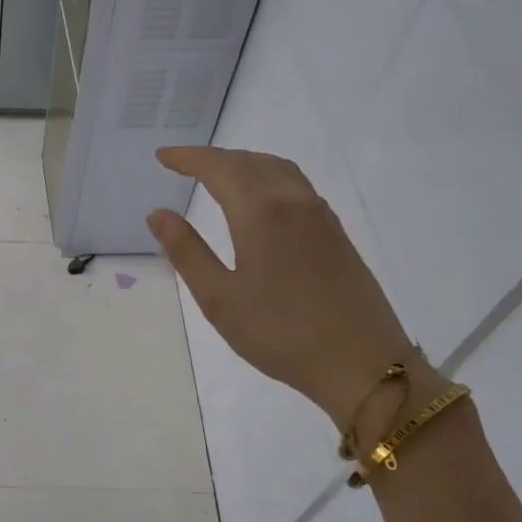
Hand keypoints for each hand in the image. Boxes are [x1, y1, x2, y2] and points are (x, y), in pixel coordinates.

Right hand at [147, 146, 414, 427]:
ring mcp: (320, 215)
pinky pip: (296, 185)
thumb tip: (158, 214)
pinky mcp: (336, 233)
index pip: (218, 168)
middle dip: (213, 158)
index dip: (187, 158)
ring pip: (277, 169)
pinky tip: (260, 199)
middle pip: (249, 161)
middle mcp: (293, 201)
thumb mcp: (219, 298)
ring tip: (218, 174)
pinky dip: (267, 176)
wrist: (362, 364)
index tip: (162, 156)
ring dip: (243, 163)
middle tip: (182, 164)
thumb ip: (187, 251)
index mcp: (260, 212)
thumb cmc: (280, 333)